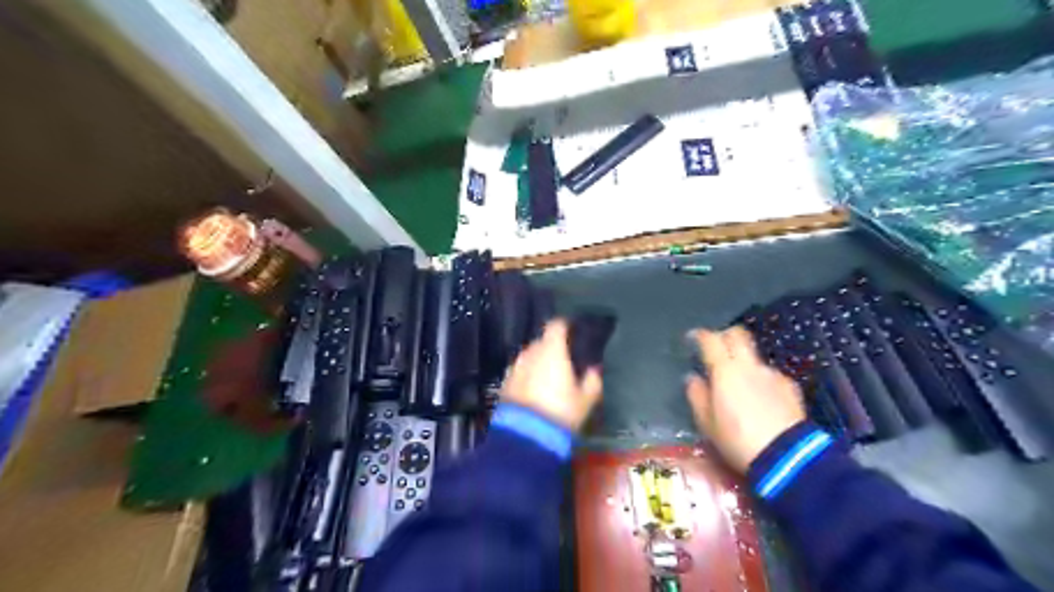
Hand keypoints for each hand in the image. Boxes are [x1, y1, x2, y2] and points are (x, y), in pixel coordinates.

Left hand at [499, 320, 601, 431]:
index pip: (556, 325)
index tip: (573, 331)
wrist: (525, 436)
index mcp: (552, 350)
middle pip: (542, 341)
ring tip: (549, 375)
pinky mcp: (504, 382)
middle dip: (552, 346)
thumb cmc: (560, 412)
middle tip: (564, 358)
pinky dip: (528, 374)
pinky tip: (534, 389)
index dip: (565, 325)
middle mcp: (531, 352)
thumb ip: (592, 380)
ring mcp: (515, 366)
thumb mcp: (585, 400)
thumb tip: (594, 369)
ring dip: (538, 361)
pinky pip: (520, 371)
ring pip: (529, 356)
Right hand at [689, 327, 804, 473]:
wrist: (786, 457)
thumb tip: (693, 378)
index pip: (710, 339)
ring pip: (754, 357)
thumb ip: (697, 395)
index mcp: (725, 370)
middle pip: (738, 335)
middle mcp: (749, 365)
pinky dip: (761, 382)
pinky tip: (761, 401)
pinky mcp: (790, 387)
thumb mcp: (706, 422)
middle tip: (716, 349)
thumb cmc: (737, 439)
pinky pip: (770, 376)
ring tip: (739, 385)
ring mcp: (772, 374)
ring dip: (744, 364)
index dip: (700, 335)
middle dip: (725, 336)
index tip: (693, 338)